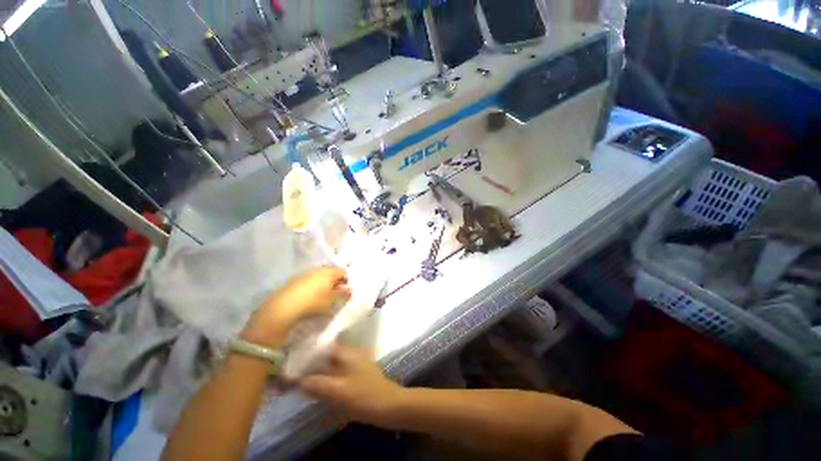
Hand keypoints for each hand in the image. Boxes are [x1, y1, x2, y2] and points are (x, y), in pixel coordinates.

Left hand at [242, 267, 350, 346]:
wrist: (284, 307)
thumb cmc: (314, 302)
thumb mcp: (332, 301)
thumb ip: (343, 295)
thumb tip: (350, 290)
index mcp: (329, 272)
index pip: (343, 272)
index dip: (347, 280)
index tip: (347, 291)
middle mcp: (318, 269)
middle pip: (332, 273)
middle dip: (336, 282)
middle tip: (338, 294)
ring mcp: (306, 274)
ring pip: (321, 277)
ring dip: (325, 285)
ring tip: (325, 297)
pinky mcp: (296, 280)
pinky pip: (310, 281)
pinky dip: (315, 287)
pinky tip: (312, 297)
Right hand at [300, 345, 402, 425]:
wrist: (388, 404)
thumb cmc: (363, 396)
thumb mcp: (337, 391)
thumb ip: (316, 384)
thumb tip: (297, 380)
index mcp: (347, 352)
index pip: (323, 345)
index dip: (308, 350)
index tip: (293, 357)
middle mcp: (352, 352)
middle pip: (327, 352)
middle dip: (312, 360)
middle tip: (295, 369)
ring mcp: (357, 361)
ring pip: (333, 361)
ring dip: (319, 367)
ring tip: (304, 375)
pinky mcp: (359, 371)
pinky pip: (339, 369)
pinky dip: (328, 373)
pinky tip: (321, 382)